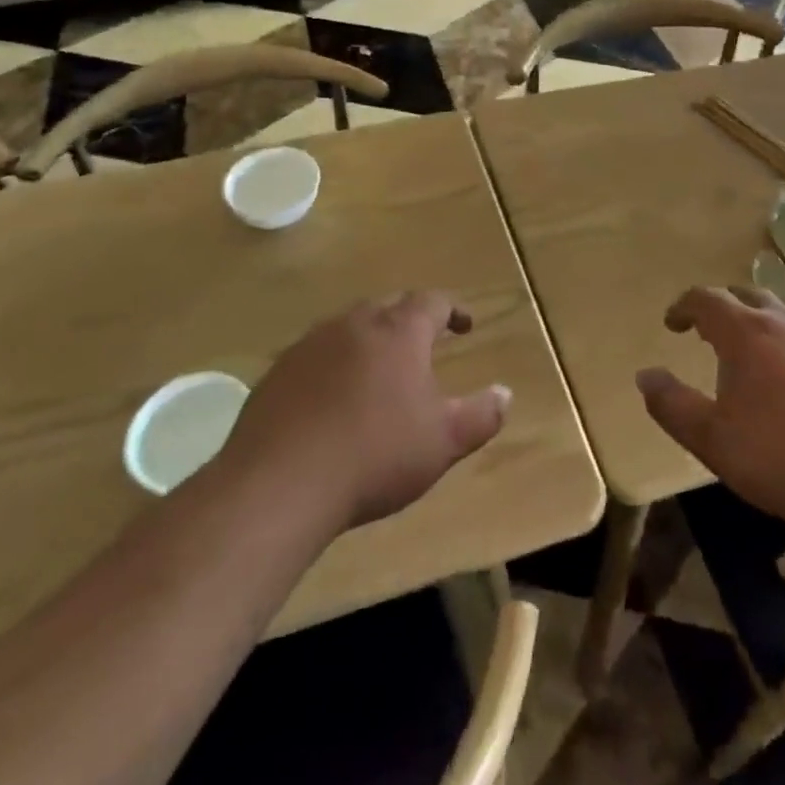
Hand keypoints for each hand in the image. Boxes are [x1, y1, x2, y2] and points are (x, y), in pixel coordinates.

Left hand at [218, 291, 511, 531]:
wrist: (280, 482)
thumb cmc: (375, 456)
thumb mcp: (443, 442)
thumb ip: (481, 415)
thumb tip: (505, 393)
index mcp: (398, 332)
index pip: (431, 301)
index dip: (452, 309)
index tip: (464, 325)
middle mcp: (355, 324)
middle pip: (388, 306)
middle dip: (409, 319)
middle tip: (422, 343)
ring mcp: (311, 344)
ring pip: (348, 327)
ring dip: (369, 339)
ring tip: (378, 369)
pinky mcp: (279, 371)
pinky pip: (315, 354)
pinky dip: (333, 364)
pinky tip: (332, 397)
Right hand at [637, 286, 784, 545]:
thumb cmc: (782, 459)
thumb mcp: (712, 440)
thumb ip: (671, 405)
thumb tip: (645, 375)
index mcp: (747, 333)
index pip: (707, 299)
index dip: (684, 306)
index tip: (673, 323)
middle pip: (748, 295)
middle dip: (722, 306)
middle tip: (708, 330)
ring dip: (762, 316)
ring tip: (754, 341)